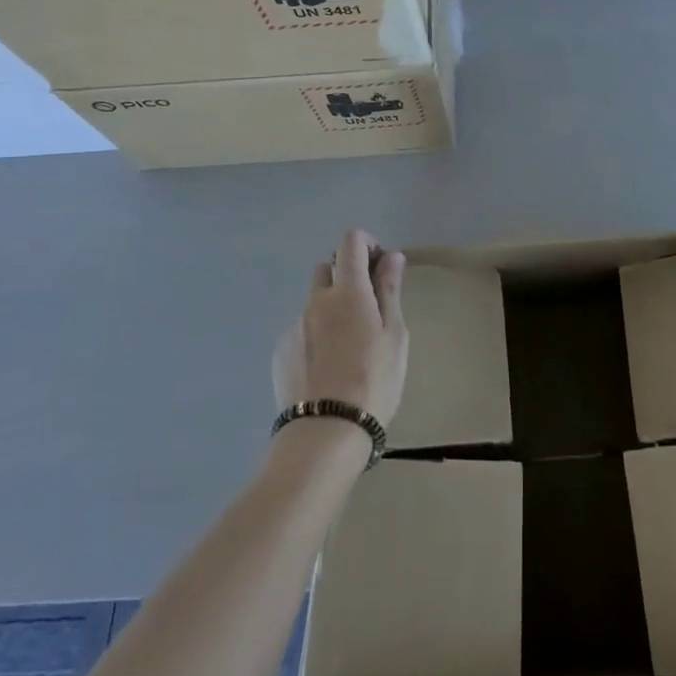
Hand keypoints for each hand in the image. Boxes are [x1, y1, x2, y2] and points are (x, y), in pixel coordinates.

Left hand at [272, 229, 408, 426]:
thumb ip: (390, 291)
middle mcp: (316, 300)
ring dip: (331, 308)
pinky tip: (327, 367)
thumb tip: (391, 257)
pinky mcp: (280, 351)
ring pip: (314, 302)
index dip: (366, 244)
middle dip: (346, 276)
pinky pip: (302, 329)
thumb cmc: (373, 381)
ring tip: (347, 348)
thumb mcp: (394, 335)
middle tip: (367, 308)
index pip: (350, 242)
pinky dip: (316, 335)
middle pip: (328, 268)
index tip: (380, 267)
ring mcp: (294, 325)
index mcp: (348, 291)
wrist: (325, 433)